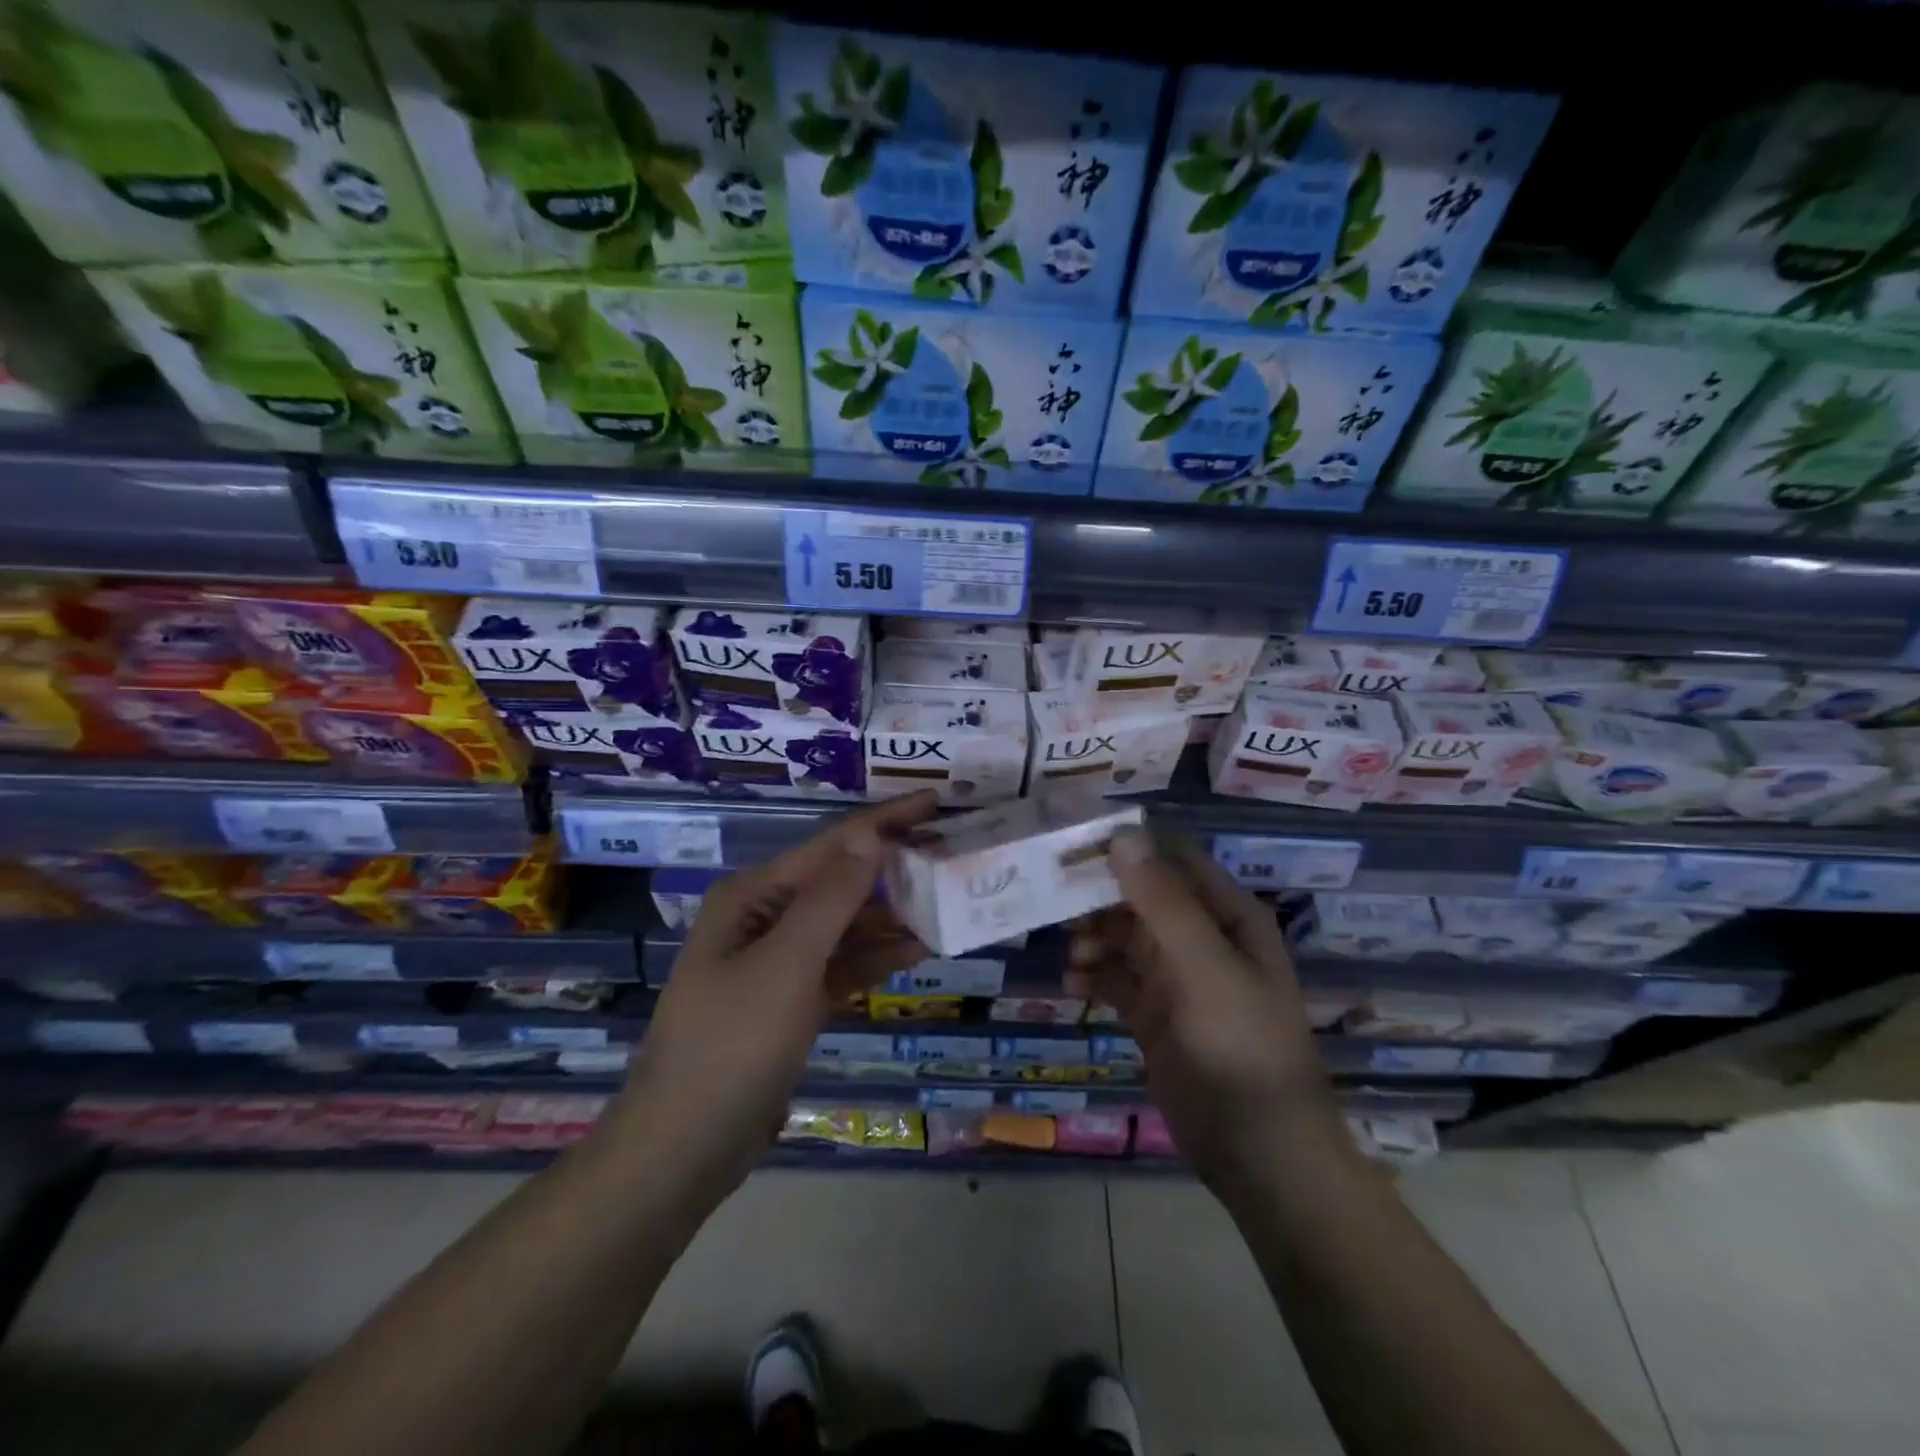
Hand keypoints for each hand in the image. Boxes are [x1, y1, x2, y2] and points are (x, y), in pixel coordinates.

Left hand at [612, 792, 939, 1202]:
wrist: (684, 1147)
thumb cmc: (731, 1045)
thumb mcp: (786, 965)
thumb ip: (832, 898)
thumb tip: (870, 833)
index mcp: (755, 895)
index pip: (832, 844)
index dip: (885, 821)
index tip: (936, 803)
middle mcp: (766, 917)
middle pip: (841, 880)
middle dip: (894, 868)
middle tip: (953, 855)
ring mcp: (779, 960)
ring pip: (846, 924)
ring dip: (892, 915)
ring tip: (948, 901)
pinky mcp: (792, 1000)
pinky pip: (843, 964)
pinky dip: (877, 957)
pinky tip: (919, 950)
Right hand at [1067, 828, 1345, 1185]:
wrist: (1259, 1151)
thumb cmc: (1241, 1045)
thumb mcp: (1205, 966)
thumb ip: (1164, 902)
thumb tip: (1123, 836)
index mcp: (1226, 915)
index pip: (1170, 860)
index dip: (1127, 849)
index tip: (1075, 848)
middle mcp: (1201, 938)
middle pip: (1140, 898)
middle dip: (1100, 899)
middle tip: (1056, 904)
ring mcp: (1177, 978)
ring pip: (1123, 938)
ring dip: (1093, 939)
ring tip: (1073, 956)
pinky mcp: (1155, 1015)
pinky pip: (1116, 980)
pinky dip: (1094, 977)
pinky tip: (1075, 986)